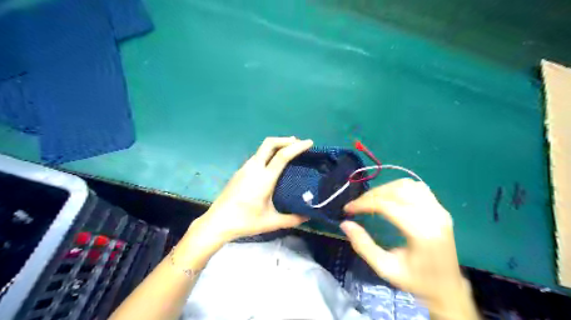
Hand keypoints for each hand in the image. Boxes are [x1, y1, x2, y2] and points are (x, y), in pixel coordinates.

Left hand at [189, 136, 311, 248]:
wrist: (217, 222)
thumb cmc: (245, 221)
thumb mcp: (272, 222)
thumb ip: (293, 219)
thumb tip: (309, 217)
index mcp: (264, 178)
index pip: (283, 155)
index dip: (297, 147)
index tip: (309, 143)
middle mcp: (253, 168)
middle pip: (269, 143)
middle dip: (285, 139)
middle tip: (298, 143)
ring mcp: (244, 168)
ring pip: (262, 149)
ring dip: (276, 146)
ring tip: (287, 151)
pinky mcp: (239, 172)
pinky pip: (256, 156)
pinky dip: (268, 153)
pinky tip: (271, 164)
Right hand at [340, 178, 477, 318]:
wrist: (448, 288)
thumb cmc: (416, 281)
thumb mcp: (385, 268)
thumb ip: (363, 246)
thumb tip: (345, 224)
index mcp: (421, 233)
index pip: (387, 205)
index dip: (364, 203)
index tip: (348, 209)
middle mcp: (433, 216)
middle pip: (396, 191)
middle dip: (371, 195)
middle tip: (356, 205)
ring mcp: (439, 210)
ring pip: (407, 185)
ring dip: (385, 189)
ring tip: (370, 200)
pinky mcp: (440, 208)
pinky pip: (417, 188)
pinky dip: (399, 188)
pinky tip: (389, 197)